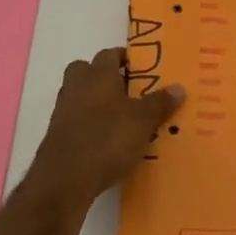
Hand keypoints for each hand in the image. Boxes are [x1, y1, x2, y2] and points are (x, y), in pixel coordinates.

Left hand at [26, 48, 183, 208]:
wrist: (64, 180)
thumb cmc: (107, 139)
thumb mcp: (143, 122)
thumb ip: (160, 103)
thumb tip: (178, 87)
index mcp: (97, 74)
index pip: (110, 54)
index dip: (126, 59)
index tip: (143, 70)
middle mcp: (77, 86)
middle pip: (88, 71)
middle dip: (106, 78)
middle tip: (129, 92)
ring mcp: (63, 111)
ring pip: (81, 96)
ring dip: (97, 103)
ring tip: (122, 120)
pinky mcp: (57, 136)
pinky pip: (76, 121)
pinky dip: (89, 126)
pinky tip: (107, 142)